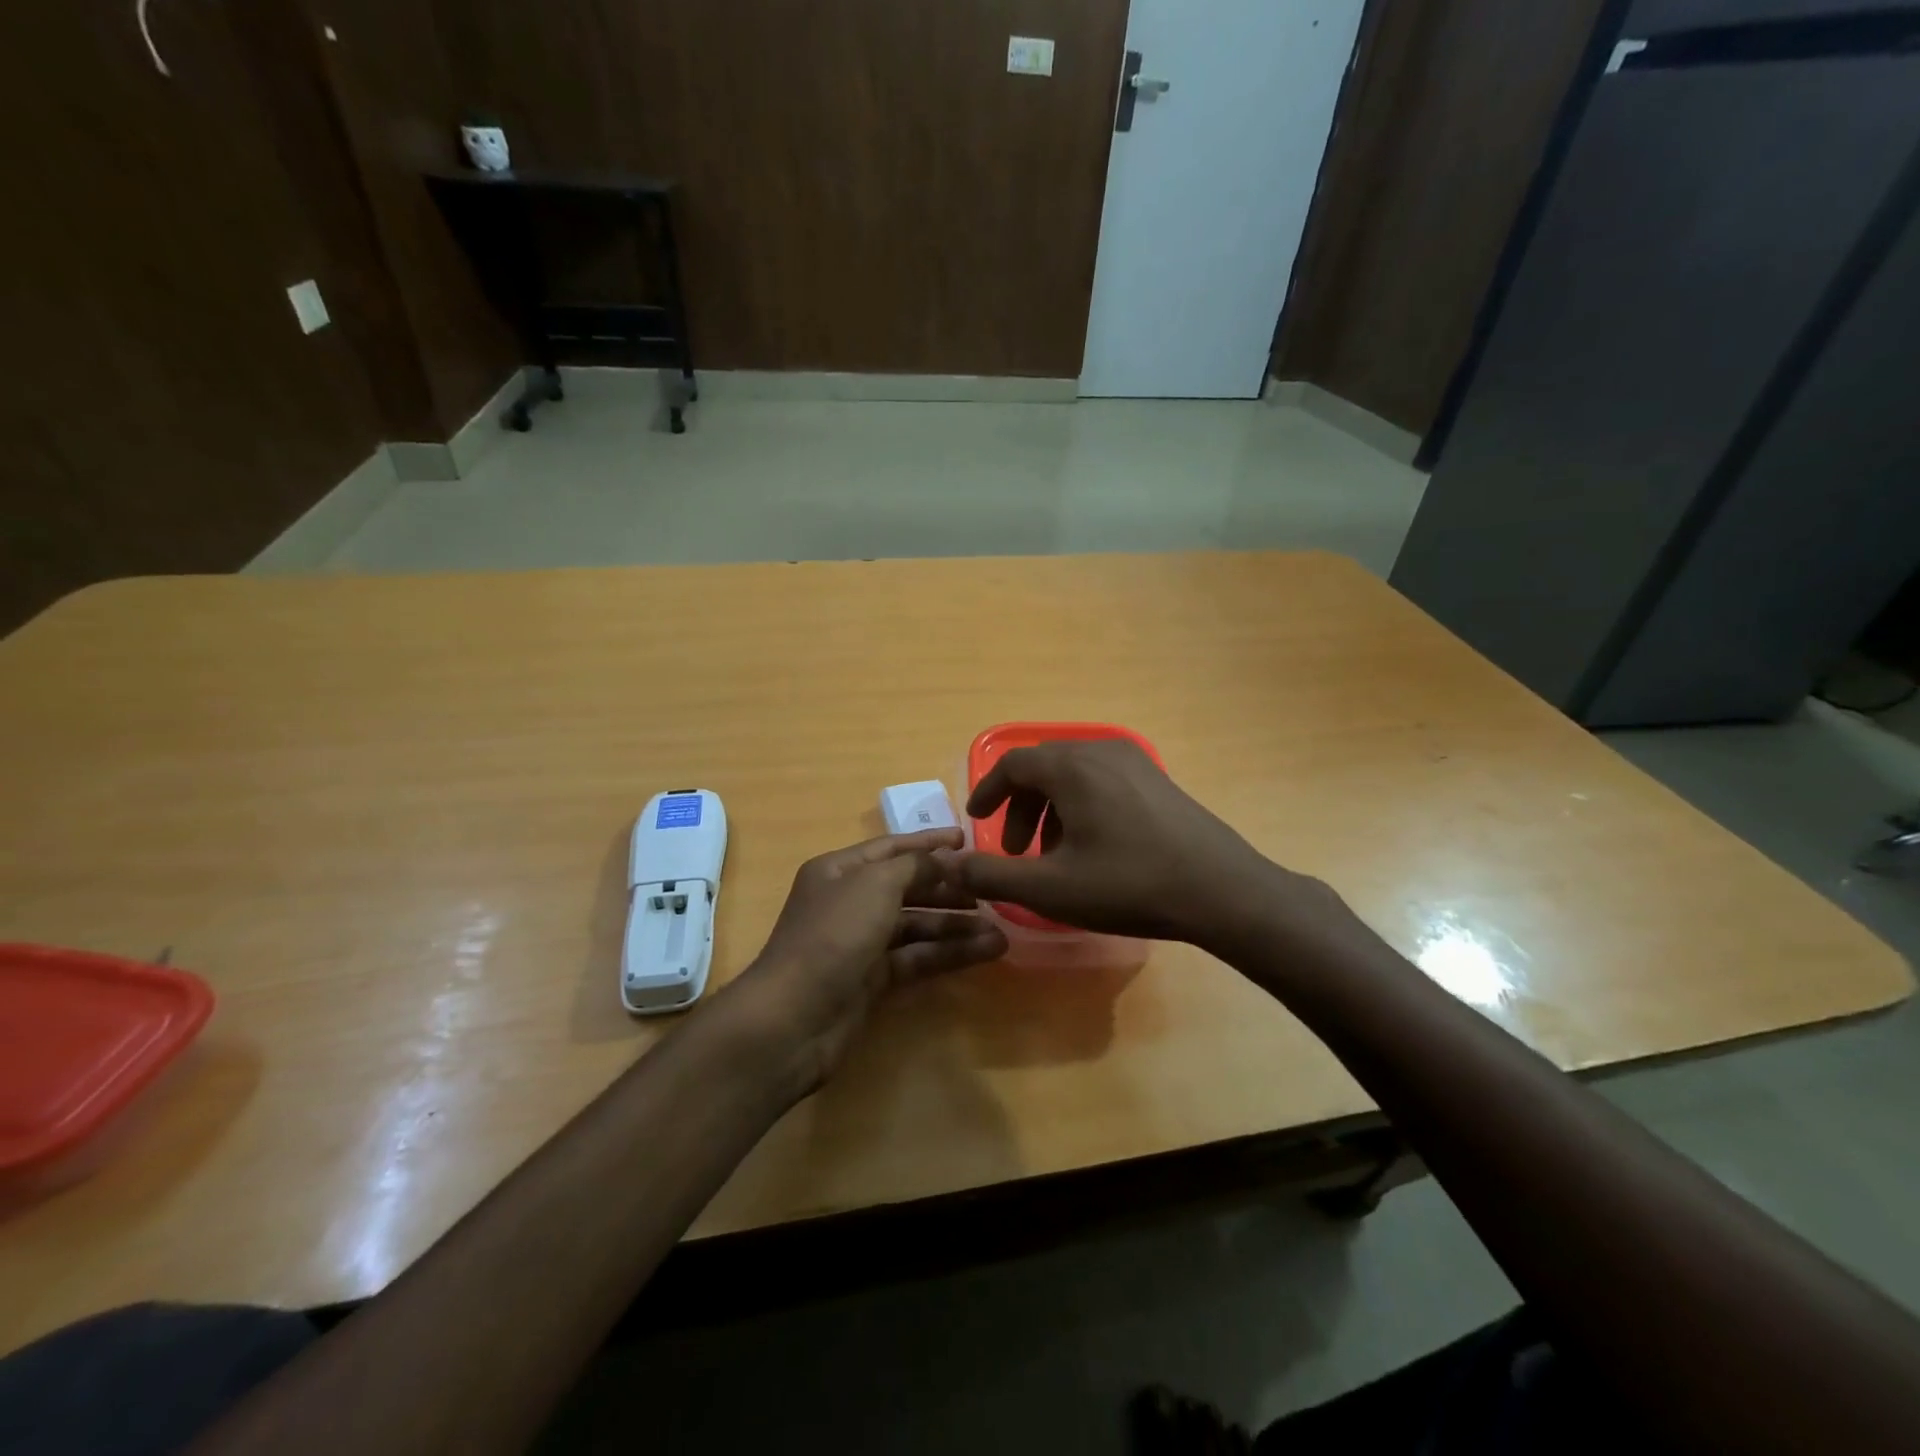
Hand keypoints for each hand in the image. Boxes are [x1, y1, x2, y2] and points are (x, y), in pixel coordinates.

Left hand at [728, 829, 1006, 1093]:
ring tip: (1001, 930)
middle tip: (992, 889)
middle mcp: (850, 901)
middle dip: (949, 888)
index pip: (893, 848)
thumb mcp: (876, 884)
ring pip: (917, 926)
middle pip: (908, 887)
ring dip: (956, 925)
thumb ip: (916, 865)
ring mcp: (861, 942)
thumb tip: (946, 859)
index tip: (968, 840)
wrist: (794, 1017)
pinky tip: (986, 952)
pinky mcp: (873, 979)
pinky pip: (917, 957)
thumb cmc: (834, 934)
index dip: (930, 843)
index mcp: (841, 870)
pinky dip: (949, 953)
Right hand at [948, 739, 1340, 954]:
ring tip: (1053, 855)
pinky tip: (1093, 849)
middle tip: (1015, 850)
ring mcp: (1136, 762)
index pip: (1013, 764)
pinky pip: (1102, 781)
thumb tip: (950, 867)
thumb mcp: (1050, 889)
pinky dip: (1081, 806)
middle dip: (1020, 807)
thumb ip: (992, 876)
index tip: (976, 820)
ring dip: (1050, 810)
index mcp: (1072, 767)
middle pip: (1043, 767)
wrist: (1222, 891)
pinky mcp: (1158, 780)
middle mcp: (1101, 750)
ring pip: (1073, 774)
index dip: (987, 791)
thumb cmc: (1129, 885)